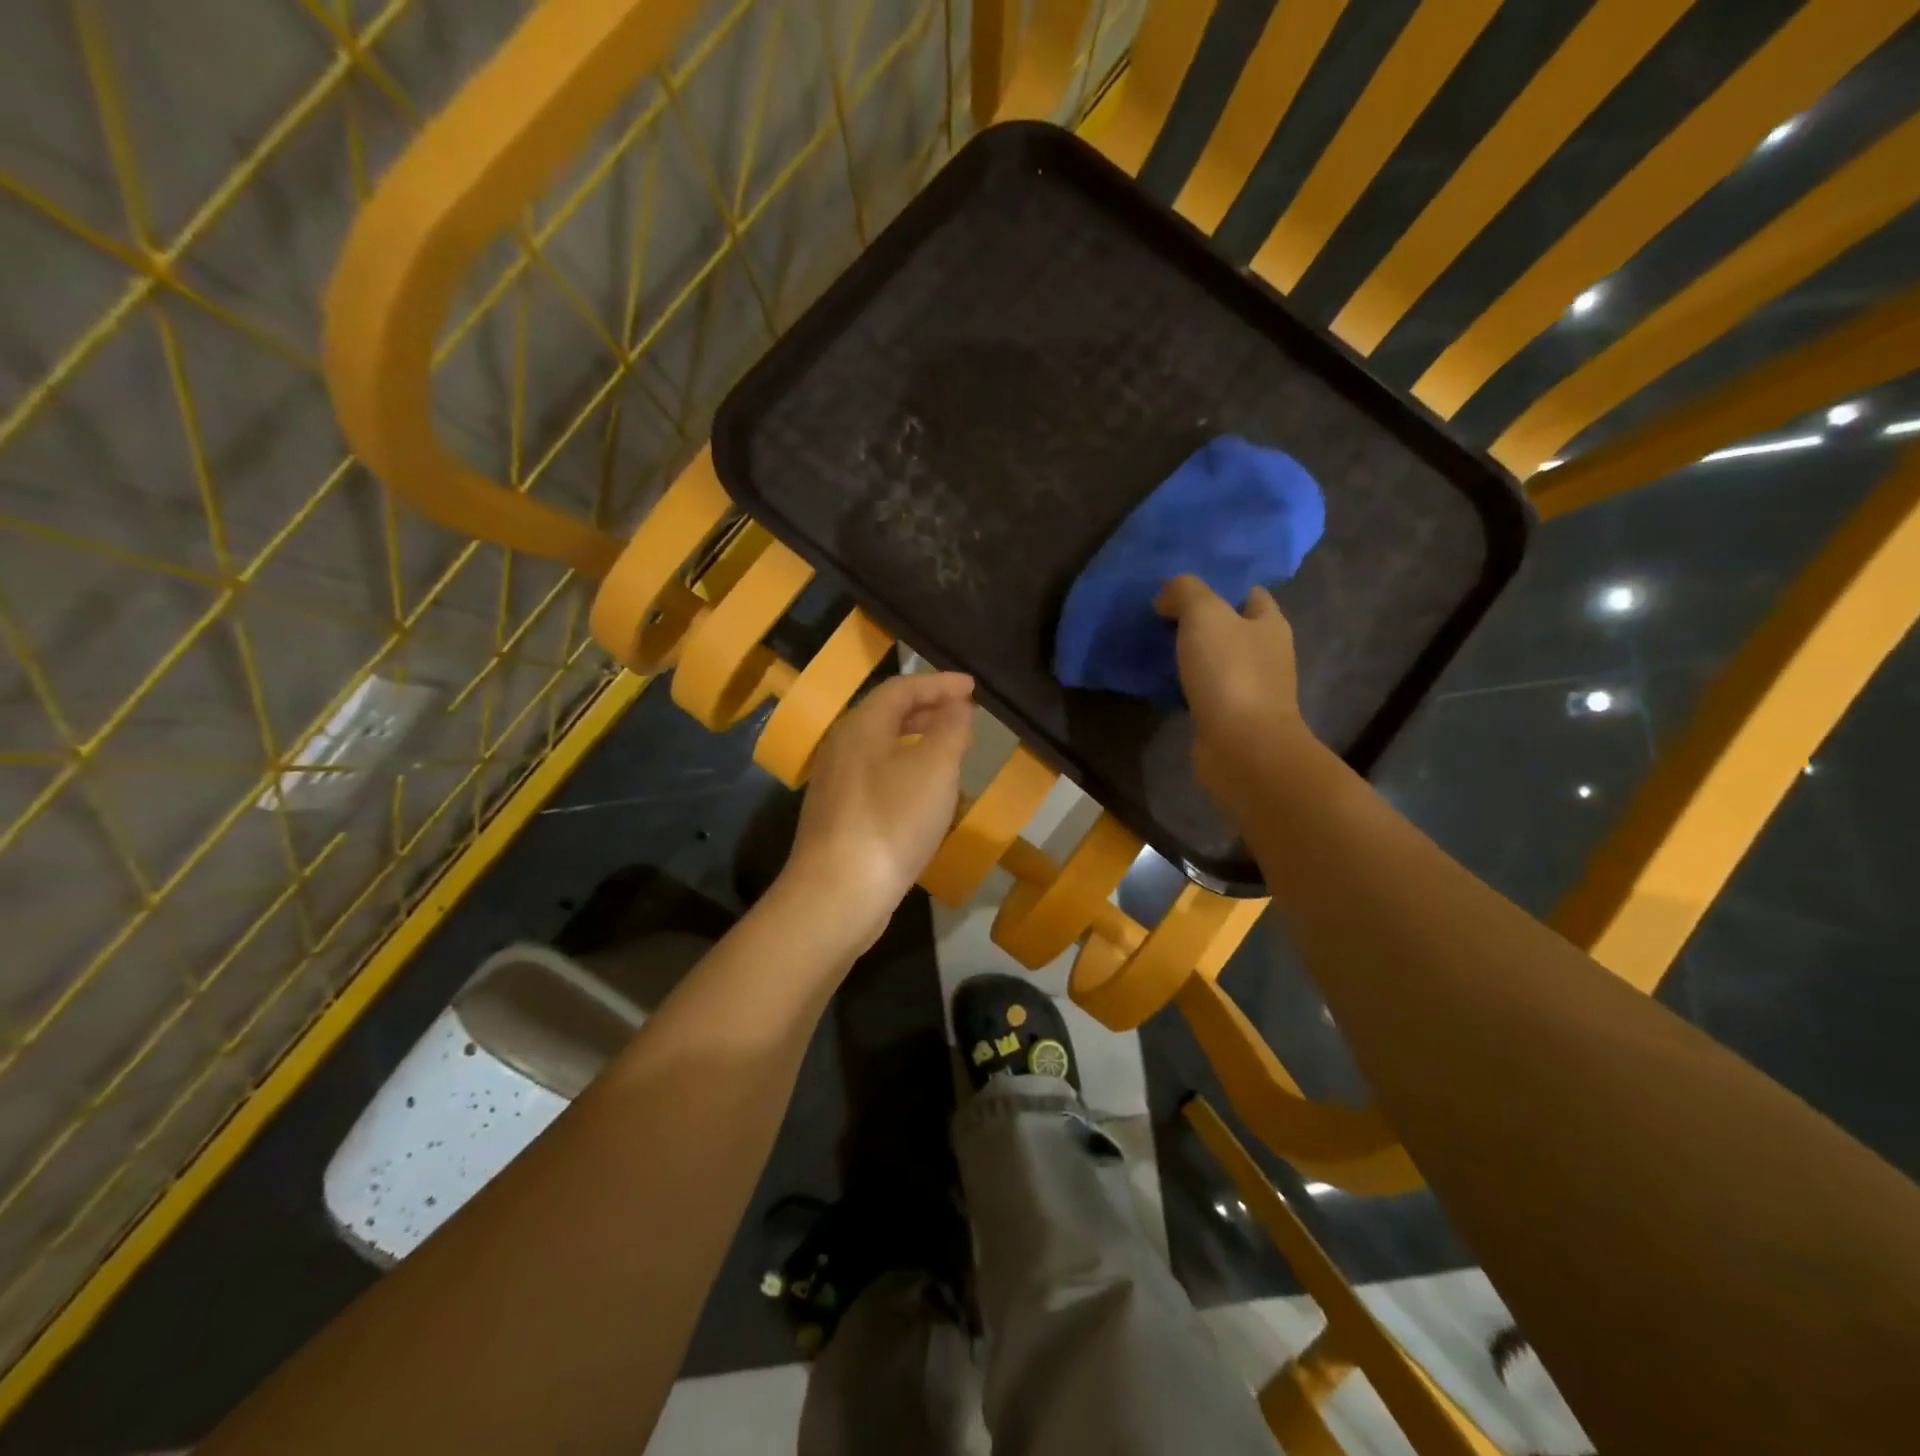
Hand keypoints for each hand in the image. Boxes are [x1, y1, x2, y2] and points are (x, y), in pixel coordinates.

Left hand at [784, 671, 975, 948]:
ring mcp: (836, 783)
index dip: (939, 683)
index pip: (902, 688)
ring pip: (881, 747)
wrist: (838, 893)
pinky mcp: (838, 816)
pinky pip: (877, 776)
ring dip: (917, 740)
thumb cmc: (892, 821)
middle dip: (927, 709)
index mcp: (861, 726)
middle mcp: (842, 747)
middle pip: (887, 715)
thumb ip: (950, 728)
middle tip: (963, 715)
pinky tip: (923, 794)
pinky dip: (905, 769)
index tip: (972, 687)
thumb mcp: (935, 768)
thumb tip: (956, 704)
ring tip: (949, 750)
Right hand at [1154, 575, 1308, 803]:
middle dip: (1199, 621)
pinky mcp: (1229, 717)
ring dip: (1189, 655)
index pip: (1248, 592)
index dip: (1219, 585)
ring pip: (1215, 661)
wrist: (1241, 747)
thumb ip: (1185, 592)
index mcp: (1269, 624)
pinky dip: (1184, 685)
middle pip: (1230, 627)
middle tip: (1159, 614)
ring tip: (1153, 645)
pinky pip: (1203, 690)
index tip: (1181, 587)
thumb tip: (1166, 597)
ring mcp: (1249, 688)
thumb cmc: (1231, 673)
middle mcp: (1265, 654)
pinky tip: (1160, 682)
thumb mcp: (1205, 614)